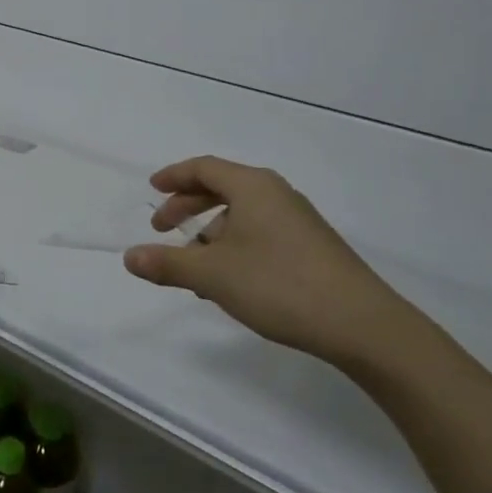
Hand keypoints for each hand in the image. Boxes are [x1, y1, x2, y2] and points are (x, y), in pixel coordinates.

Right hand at [123, 156, 417, 370]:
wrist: (362, 325)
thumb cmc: (279, 285)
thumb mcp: (213, 275)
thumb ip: (167, 264)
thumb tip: (129, 257)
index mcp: (252, 186)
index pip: (204, 167)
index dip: (173, 176)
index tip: (152, 189)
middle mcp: (276, 194)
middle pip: (222, 188)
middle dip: (187, 206)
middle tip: (162, 228)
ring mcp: (298, 221)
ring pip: (242, 215)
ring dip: (210, 234)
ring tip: (193, 268)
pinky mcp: (311, 248)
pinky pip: (260, 233)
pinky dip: (235, 247)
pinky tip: (228, 282)